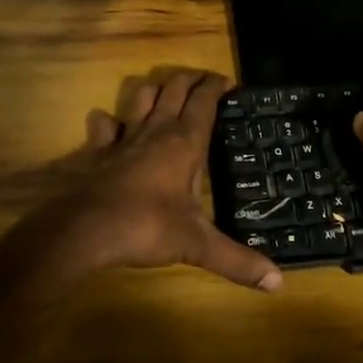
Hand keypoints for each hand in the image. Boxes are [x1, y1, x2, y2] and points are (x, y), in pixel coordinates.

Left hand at [27, 68, 283, 291]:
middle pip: (174, 89)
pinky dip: (107, 121)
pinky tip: (108, 124)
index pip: (204, 102)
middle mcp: (155, 131)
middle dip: (189, 79)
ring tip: (163, 92)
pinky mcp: (96, 151)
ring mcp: (123, 138)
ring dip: (153, 90)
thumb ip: (237, 261)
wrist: (84, 230)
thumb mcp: (197, 245)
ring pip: (140, 97)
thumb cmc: (147, 228)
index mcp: (185, 144)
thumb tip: (278, 283)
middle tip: (202, 79)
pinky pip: (103, 126)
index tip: (227, 81)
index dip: (216, 87)